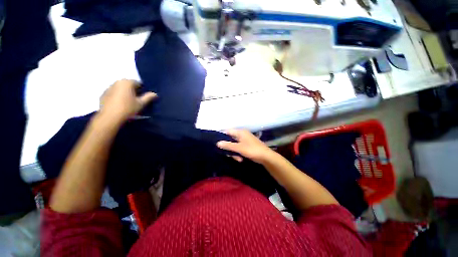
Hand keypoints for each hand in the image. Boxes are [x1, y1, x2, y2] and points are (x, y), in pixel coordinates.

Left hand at [99, 79, 156, 123]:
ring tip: (128, 102)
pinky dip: (117, 96)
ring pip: (120, 88)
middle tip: (137, 99)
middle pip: (128, 84)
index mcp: (127, 82)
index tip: (144, 96)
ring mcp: (108, 88)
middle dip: (133, 90)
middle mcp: (117, 82)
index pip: (137, 83)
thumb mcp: (141, 103)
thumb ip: (148, 97)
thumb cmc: (128, 108)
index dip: (142, 89)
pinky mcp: (103, 94)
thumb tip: (155, 94)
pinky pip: (113, 93)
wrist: (110, 117)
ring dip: (125, 93)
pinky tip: (120, 104)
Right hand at [217, 129, 274, 163]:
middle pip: (230, 139)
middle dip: (229, 148)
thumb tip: (218, 143)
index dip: (222, 137)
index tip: (218, 145)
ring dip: (234, 152)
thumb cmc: (252, 150)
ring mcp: (245, 140)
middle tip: (229, 155)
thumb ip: (228, 145)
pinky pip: (239, 148)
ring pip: (234, 145)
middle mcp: (242, 134)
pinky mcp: (247, 145)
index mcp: (240, 132)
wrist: (266, 156)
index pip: (227, 131)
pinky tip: (240, 159)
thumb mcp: (239, 148)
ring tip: (238, 159)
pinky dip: (238, 153)